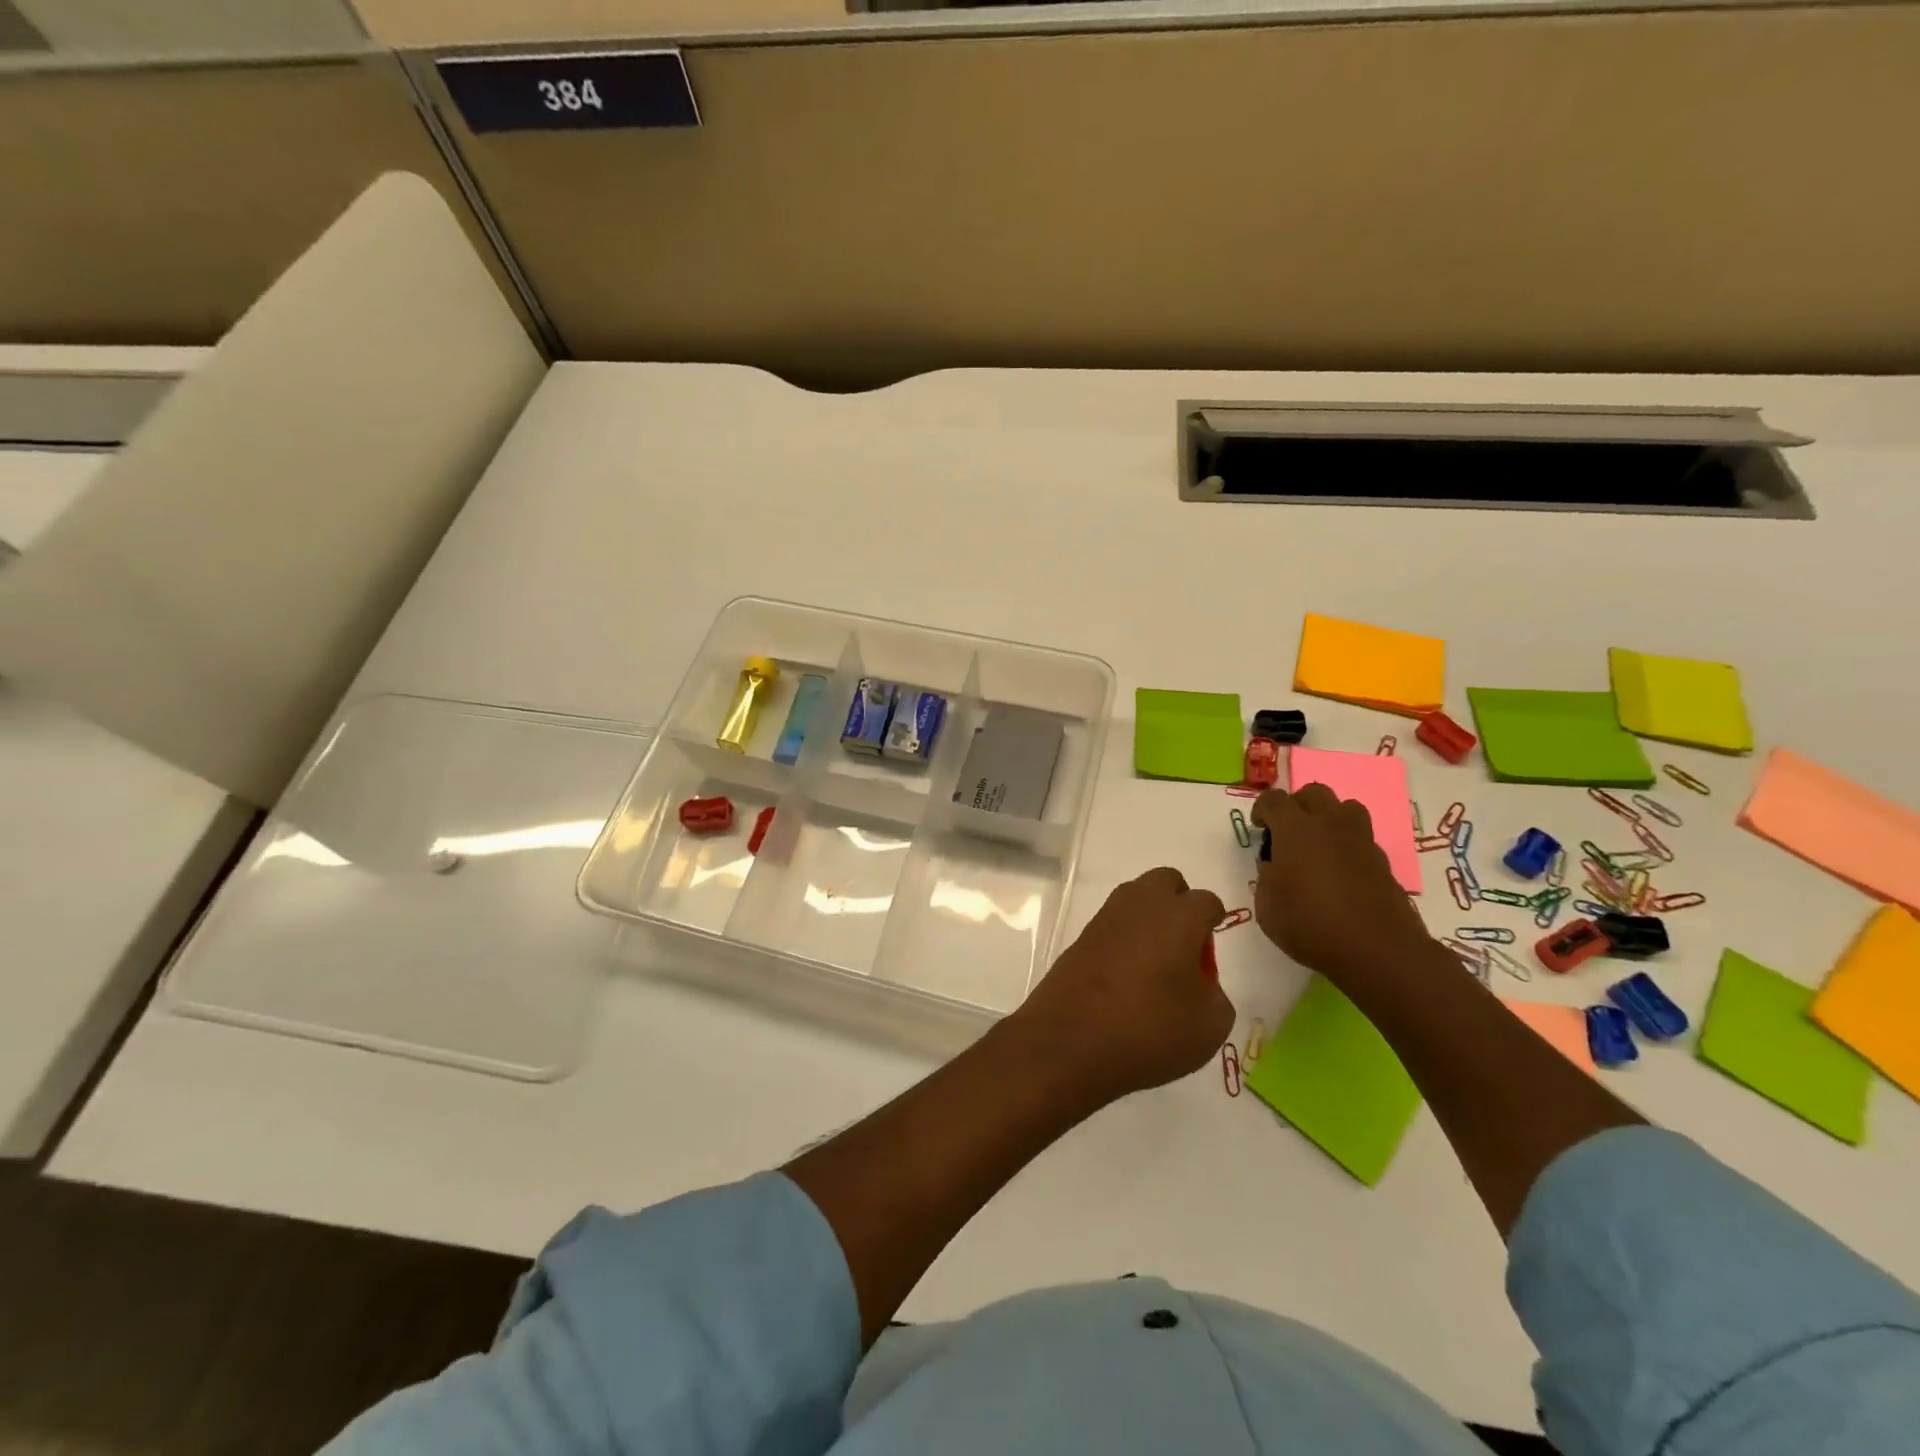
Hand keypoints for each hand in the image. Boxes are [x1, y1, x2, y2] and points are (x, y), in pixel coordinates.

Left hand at [1016, 868, 1232, 1103]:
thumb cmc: (1149, 1029)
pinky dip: (1125, 938)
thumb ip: (1214, 994)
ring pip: (1136, 898)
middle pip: (1166, 882)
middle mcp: (1141, 905)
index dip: (1214, 922)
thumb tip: (1199, 983)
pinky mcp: (1081, 936)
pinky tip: (1127, 975)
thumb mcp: (1209, 1025)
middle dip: (1180, 903)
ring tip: (1156, 964)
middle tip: (1184, 946)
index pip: (1206, 901)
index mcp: (1179, 916)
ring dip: (1150, 918)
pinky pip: (1113, 924)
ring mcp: (1106, 917)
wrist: (1070, 1040)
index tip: (1211, 950)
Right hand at [1251, 785, 1435, 988]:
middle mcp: (1330, 825)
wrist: (1378, 950)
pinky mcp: (1383, 862)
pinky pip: (1362, 839)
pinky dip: (1348, 847)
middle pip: (1314, 793)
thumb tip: (1275, 866)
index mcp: (1296, 829)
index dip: (1261, 809)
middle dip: (1297, 806)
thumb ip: (1266, 877)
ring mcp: (1362, 841)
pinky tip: (1341, 874)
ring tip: (1319, 845)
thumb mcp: (1266, 905)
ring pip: (1345, 808)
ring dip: (1329, 818)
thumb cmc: (1310, 924)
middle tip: (1288, 833)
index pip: (1273, 799)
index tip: (1259, 829)